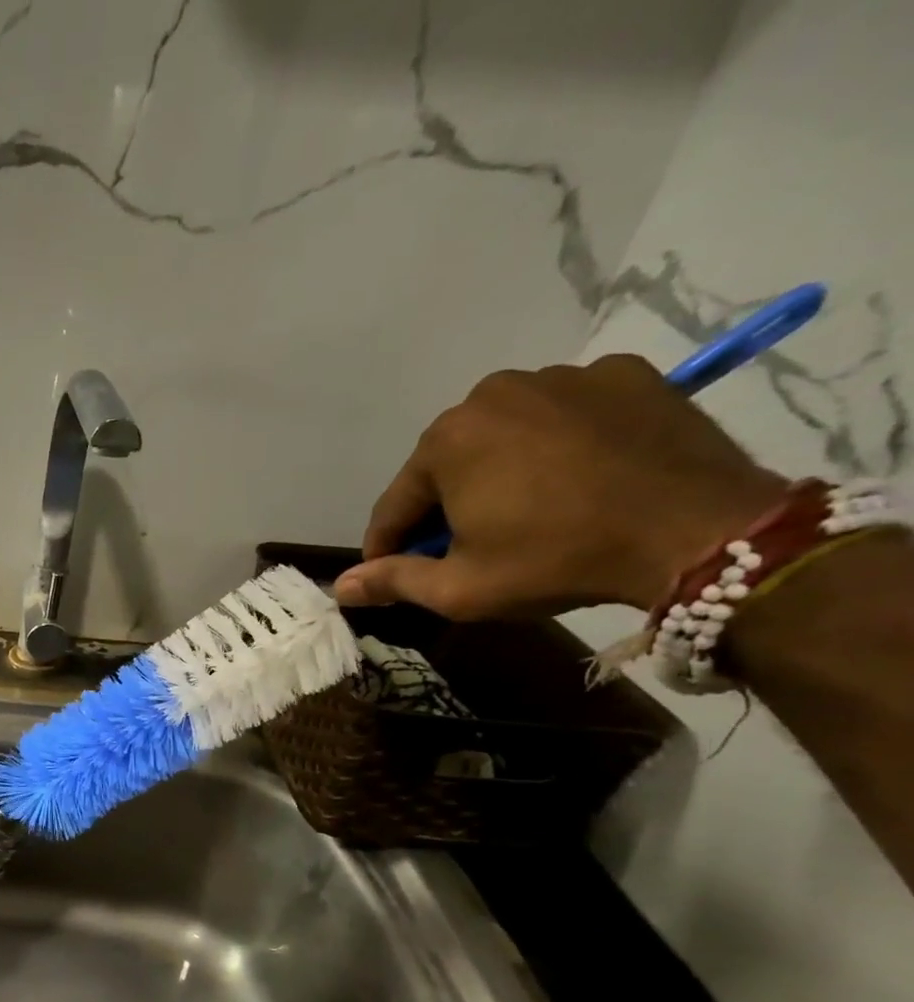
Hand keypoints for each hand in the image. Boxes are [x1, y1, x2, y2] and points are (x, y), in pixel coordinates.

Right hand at [334, 354, 789, 617]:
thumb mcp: (459, 588)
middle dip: (444, 506)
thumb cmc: (556, 559)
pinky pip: (564, 415)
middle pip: (447, 464)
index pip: (396, 504)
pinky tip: (574, 480)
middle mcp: (495, 392)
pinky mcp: (625, 375)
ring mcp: (564, 376)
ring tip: (523, 513)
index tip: (391, 575)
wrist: (699, 530)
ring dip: (497, 473)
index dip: (389, 546)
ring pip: (504, 436)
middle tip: (463, 548)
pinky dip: (556, 446)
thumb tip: (341, 587)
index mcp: (446, 440)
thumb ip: (393, 581)